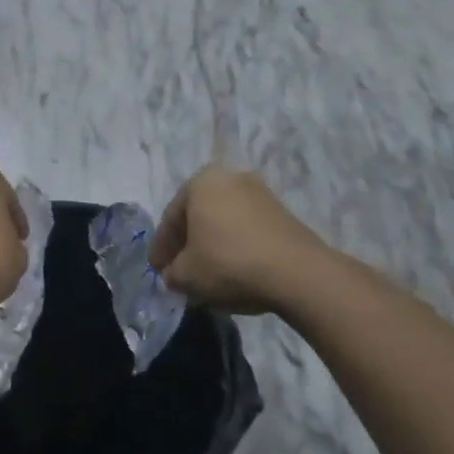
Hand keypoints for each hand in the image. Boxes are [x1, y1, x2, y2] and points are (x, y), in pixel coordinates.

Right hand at [149, 166, 326, 314]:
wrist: (297, 273)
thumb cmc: (229, 263)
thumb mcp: (186, 275)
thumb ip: (172, 272)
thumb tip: (175, 273)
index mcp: (200, 182)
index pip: (171, 218)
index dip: (161, 248)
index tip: (157, 270)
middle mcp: (229, 178)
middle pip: (198, 216)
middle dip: (188, 244)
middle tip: (179, 271)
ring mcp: (260, 193)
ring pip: (224, 223)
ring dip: (213, 245)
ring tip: (208, 274)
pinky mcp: (283, 213)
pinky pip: (247, 230)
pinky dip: (237, 248)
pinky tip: (235, 271)